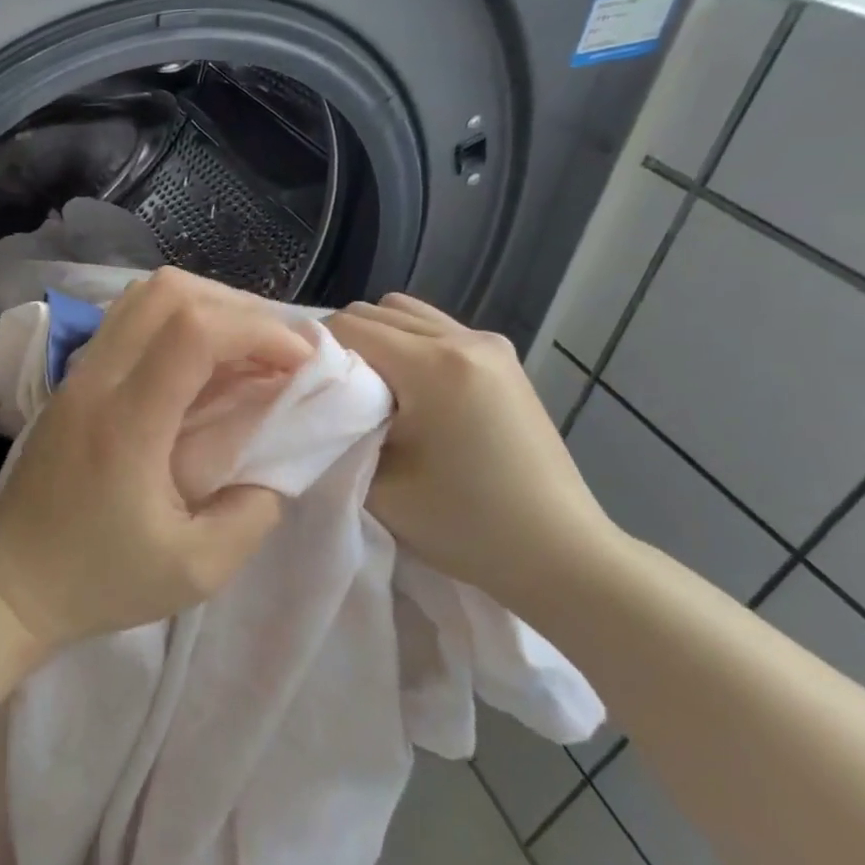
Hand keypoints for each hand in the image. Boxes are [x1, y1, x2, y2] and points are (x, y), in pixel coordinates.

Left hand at [0, 268, 312, 651]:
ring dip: (205, 306)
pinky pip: (127, 318)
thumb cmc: (103, 579)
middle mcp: (97, 380)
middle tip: (276, 352)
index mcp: (126, 423)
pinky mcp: (72, 379)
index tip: (299, 362)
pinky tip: (199, 362)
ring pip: (144, 296)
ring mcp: (78, 373)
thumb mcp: (198, 570)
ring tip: (243, 350)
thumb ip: (254, 512)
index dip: (258, 331)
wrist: (16, 580)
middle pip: (167, 293)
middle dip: (238, 309)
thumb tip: (284, 458)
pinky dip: (174, 319)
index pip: (192, 331)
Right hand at [325, 294, 618, 591]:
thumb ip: (339, 433)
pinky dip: (408, 346)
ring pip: (405, 313)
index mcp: (435, 365)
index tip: (304, 390)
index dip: (314, 353)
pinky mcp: (503, 359)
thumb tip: (318, 401)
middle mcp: (464, 338)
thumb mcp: (380, 484)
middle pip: (374, 312)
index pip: (347, 327)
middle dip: (342, 346)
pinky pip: (434, 329)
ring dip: (376, 341)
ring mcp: (490, 344)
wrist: (560, 553)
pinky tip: (408, 392)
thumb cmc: (466, 525)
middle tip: (333, 395)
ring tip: (371, 391)